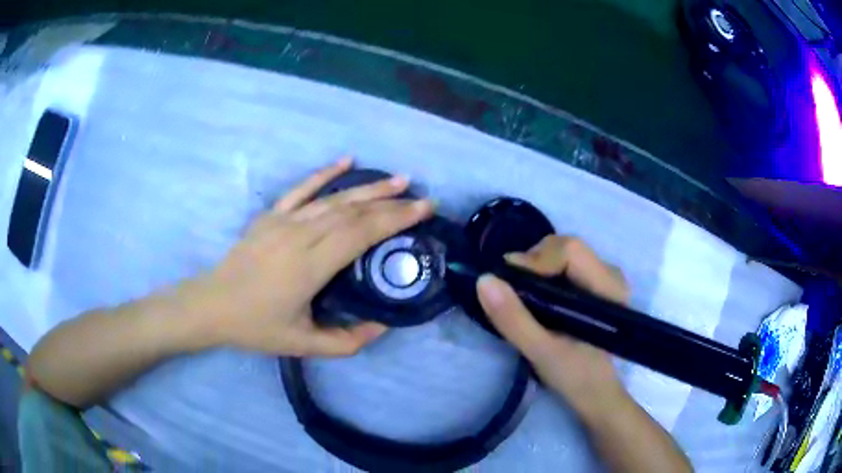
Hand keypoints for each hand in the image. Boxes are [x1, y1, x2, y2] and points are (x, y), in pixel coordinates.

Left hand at [185, 157, 433, 356]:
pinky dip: (324, 173)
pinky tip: (346, 160)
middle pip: (353, 212)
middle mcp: (301, 236)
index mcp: (311, 266)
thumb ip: (347, 341)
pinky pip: (301, 188)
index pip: (361, 233)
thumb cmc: (257, 327)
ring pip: (334, 198)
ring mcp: (284, 220)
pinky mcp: (271, 215)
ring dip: (368, 187)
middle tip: (422, 197)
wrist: (212, 305)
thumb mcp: (304, 345)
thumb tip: (382, 326)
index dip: (395, 219)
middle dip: (392, 203)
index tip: (424, 210)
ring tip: (398, 180)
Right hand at [476, 235, 629, 416]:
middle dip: (533, 261)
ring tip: (521, 294)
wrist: (595, 392)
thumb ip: (513, 319)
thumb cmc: (574, 375)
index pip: (570, 251)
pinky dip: (543, 272)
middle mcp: (611, 274)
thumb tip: (484, 280)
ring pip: (563, 251)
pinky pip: (565, 262)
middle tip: (512, 289)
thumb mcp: (540, 352)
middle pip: (566, 246)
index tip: (507, 283)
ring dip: (536, 266)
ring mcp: (605, 276)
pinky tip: (535, 294)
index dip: (535, 260)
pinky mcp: (595, 282)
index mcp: (608, 289)